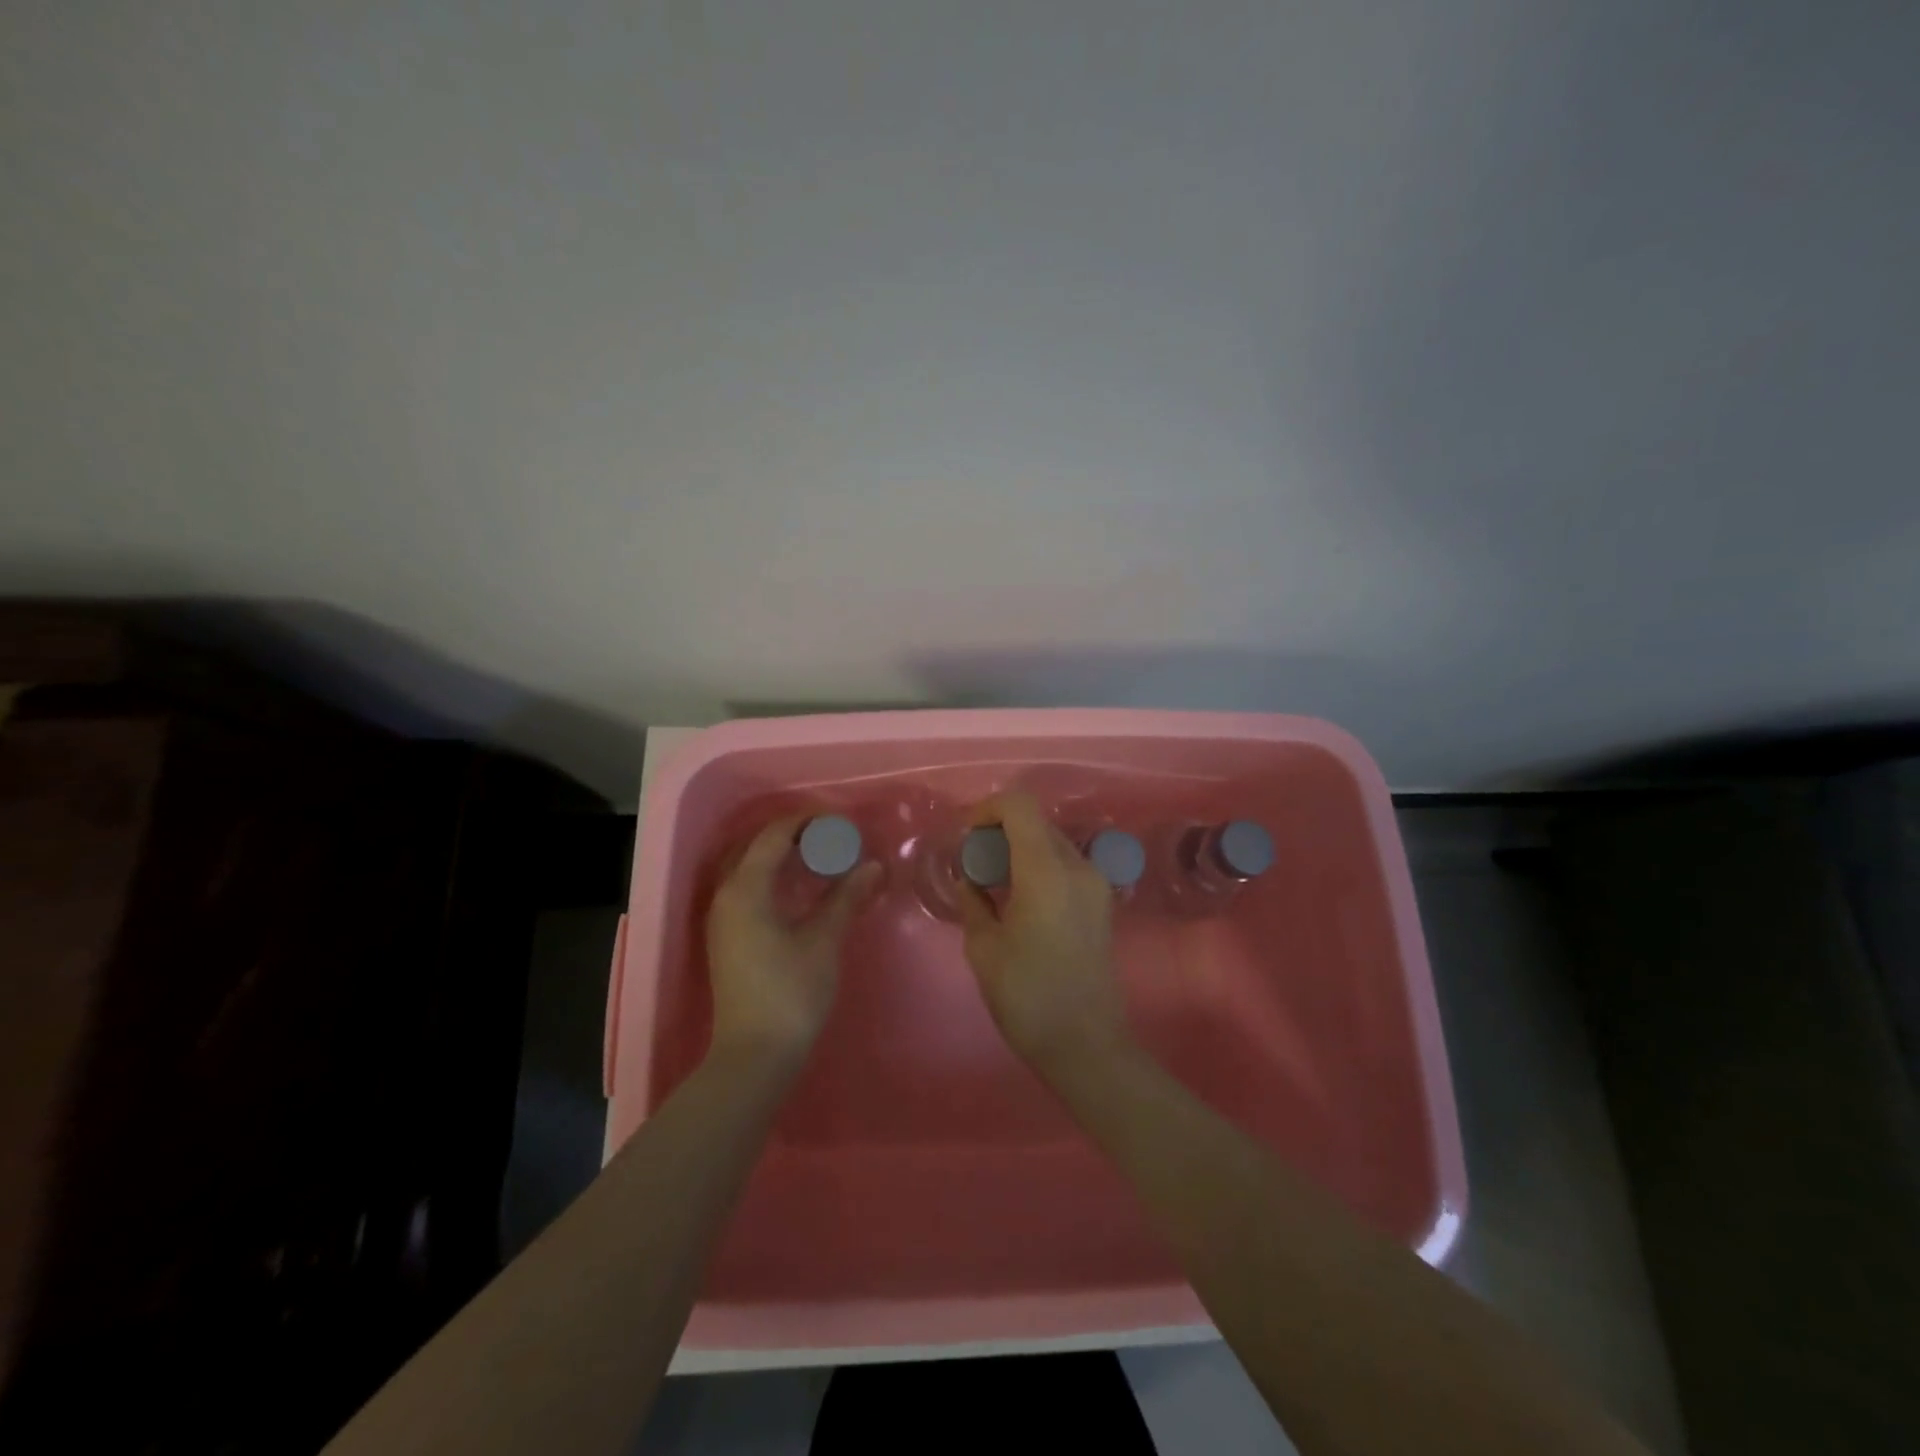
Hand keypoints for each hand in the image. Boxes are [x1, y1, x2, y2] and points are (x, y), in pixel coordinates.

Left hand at [706, 816, 881, 1068]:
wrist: (754, 1055)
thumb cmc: (790, 993)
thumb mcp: (823, 941)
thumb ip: (846, 897)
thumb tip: (873, 866)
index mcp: (746, 889)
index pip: (774, 835)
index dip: (807, 821)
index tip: (841, 822)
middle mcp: (726, 895)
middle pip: (757, 846)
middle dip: (794, 834)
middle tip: (833, 836)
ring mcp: (722, 917)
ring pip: (749, 866)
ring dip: (781, 854)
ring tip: (819, 855)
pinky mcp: (727, 936)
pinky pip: (747, 886)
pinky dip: (772, 875)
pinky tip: (799, 886)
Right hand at [957, 793, 1130, 1077]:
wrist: (1088, 1045)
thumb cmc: (1028, 998)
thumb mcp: (984, 949)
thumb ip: (974, 902)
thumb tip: (971, 880)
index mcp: (1046, 871)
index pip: (1019, 805)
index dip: (987, 809)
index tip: (966, 837)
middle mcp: (1078, 866)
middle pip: (1036, 821)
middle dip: (1000, 830)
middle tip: (973, 862)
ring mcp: (1095, 883)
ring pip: (1051, 842)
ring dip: (1019, 848)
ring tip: (992, 882)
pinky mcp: (1101, 902)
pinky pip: (1065, 865)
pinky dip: (1037, 866)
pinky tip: (1018, 899)